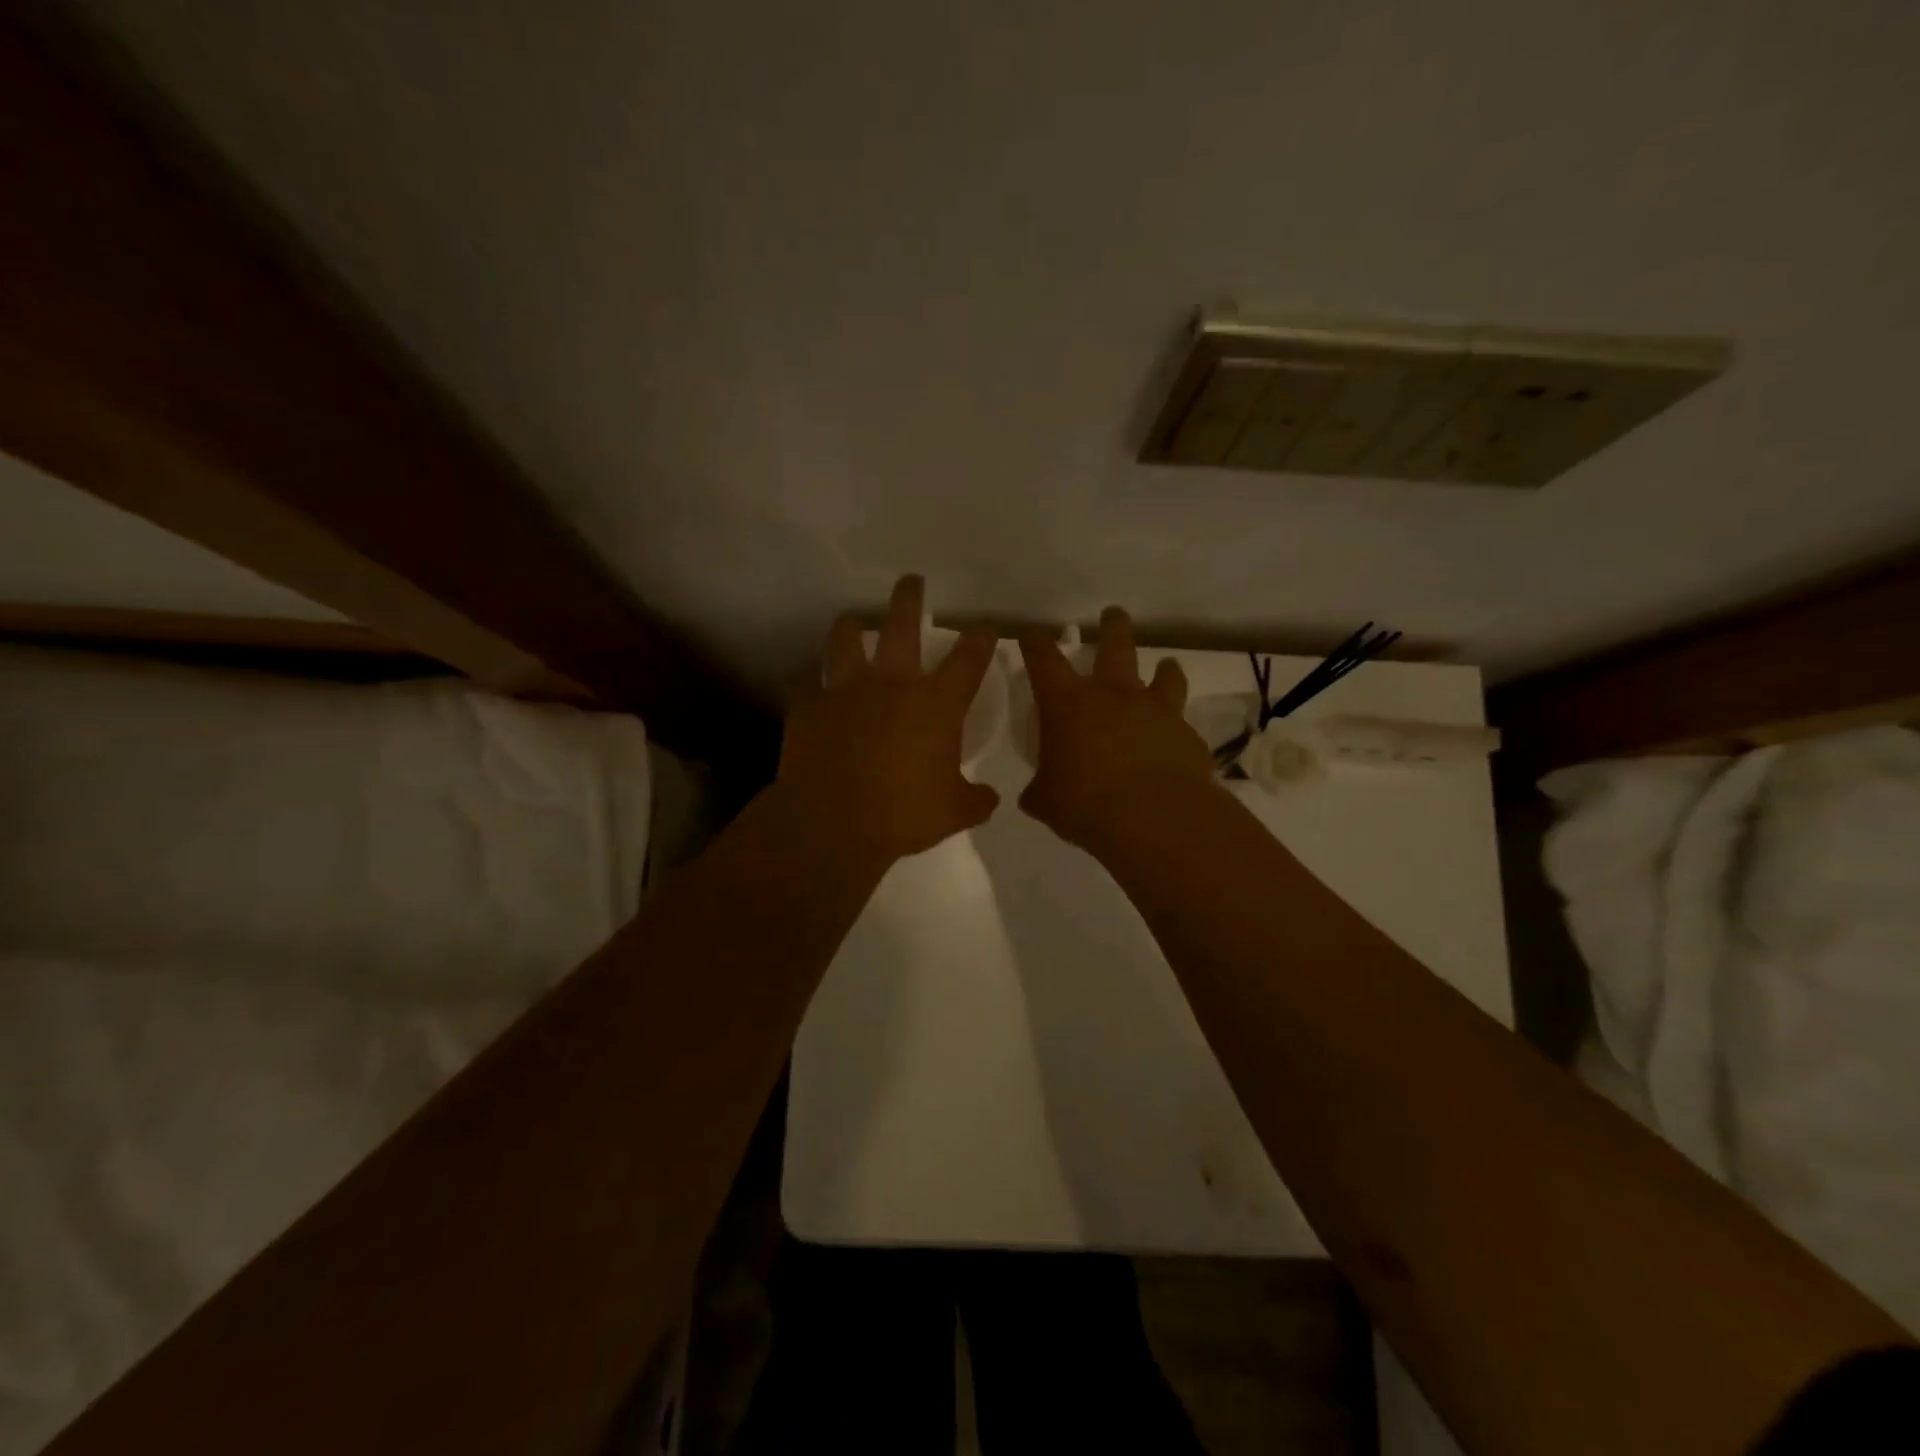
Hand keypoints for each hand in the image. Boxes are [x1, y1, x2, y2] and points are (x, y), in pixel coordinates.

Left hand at [778, 575, 1000, 863]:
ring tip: (850, 620)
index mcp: (936, 704)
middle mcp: (892, 684)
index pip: (968, 659)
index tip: (985, 627)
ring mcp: (845, 690)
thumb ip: (976, 800)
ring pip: (844, 640)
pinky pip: (803, 685)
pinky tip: (807, 685)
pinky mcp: (807, 707)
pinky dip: (807, 684)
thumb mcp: (954, 812)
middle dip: (909, 598)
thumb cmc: (904, 814)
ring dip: (848, 626)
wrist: (834, 822)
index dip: (980, 638)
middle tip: (911, 581)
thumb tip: (990, 799)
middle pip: (901, 625)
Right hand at [1018, 607, 1213, 850]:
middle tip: (1113, 614)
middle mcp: (1113, 695)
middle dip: (1112, 625)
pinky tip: (1176, 739)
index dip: (1035, 643)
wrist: (1154, 818)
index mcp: (1068, 704)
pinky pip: (1183, 722)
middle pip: (1115, 644)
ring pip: (1164, 674)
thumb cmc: (1085, 804)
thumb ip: (1041, 790)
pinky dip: (1178, 725)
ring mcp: (1156, 710)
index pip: (1044, 659)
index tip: (1032, 635)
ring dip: (1164, 668)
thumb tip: (1037, 794)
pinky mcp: (1186, 734)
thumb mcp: (1047, 801)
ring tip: (1165, 666)